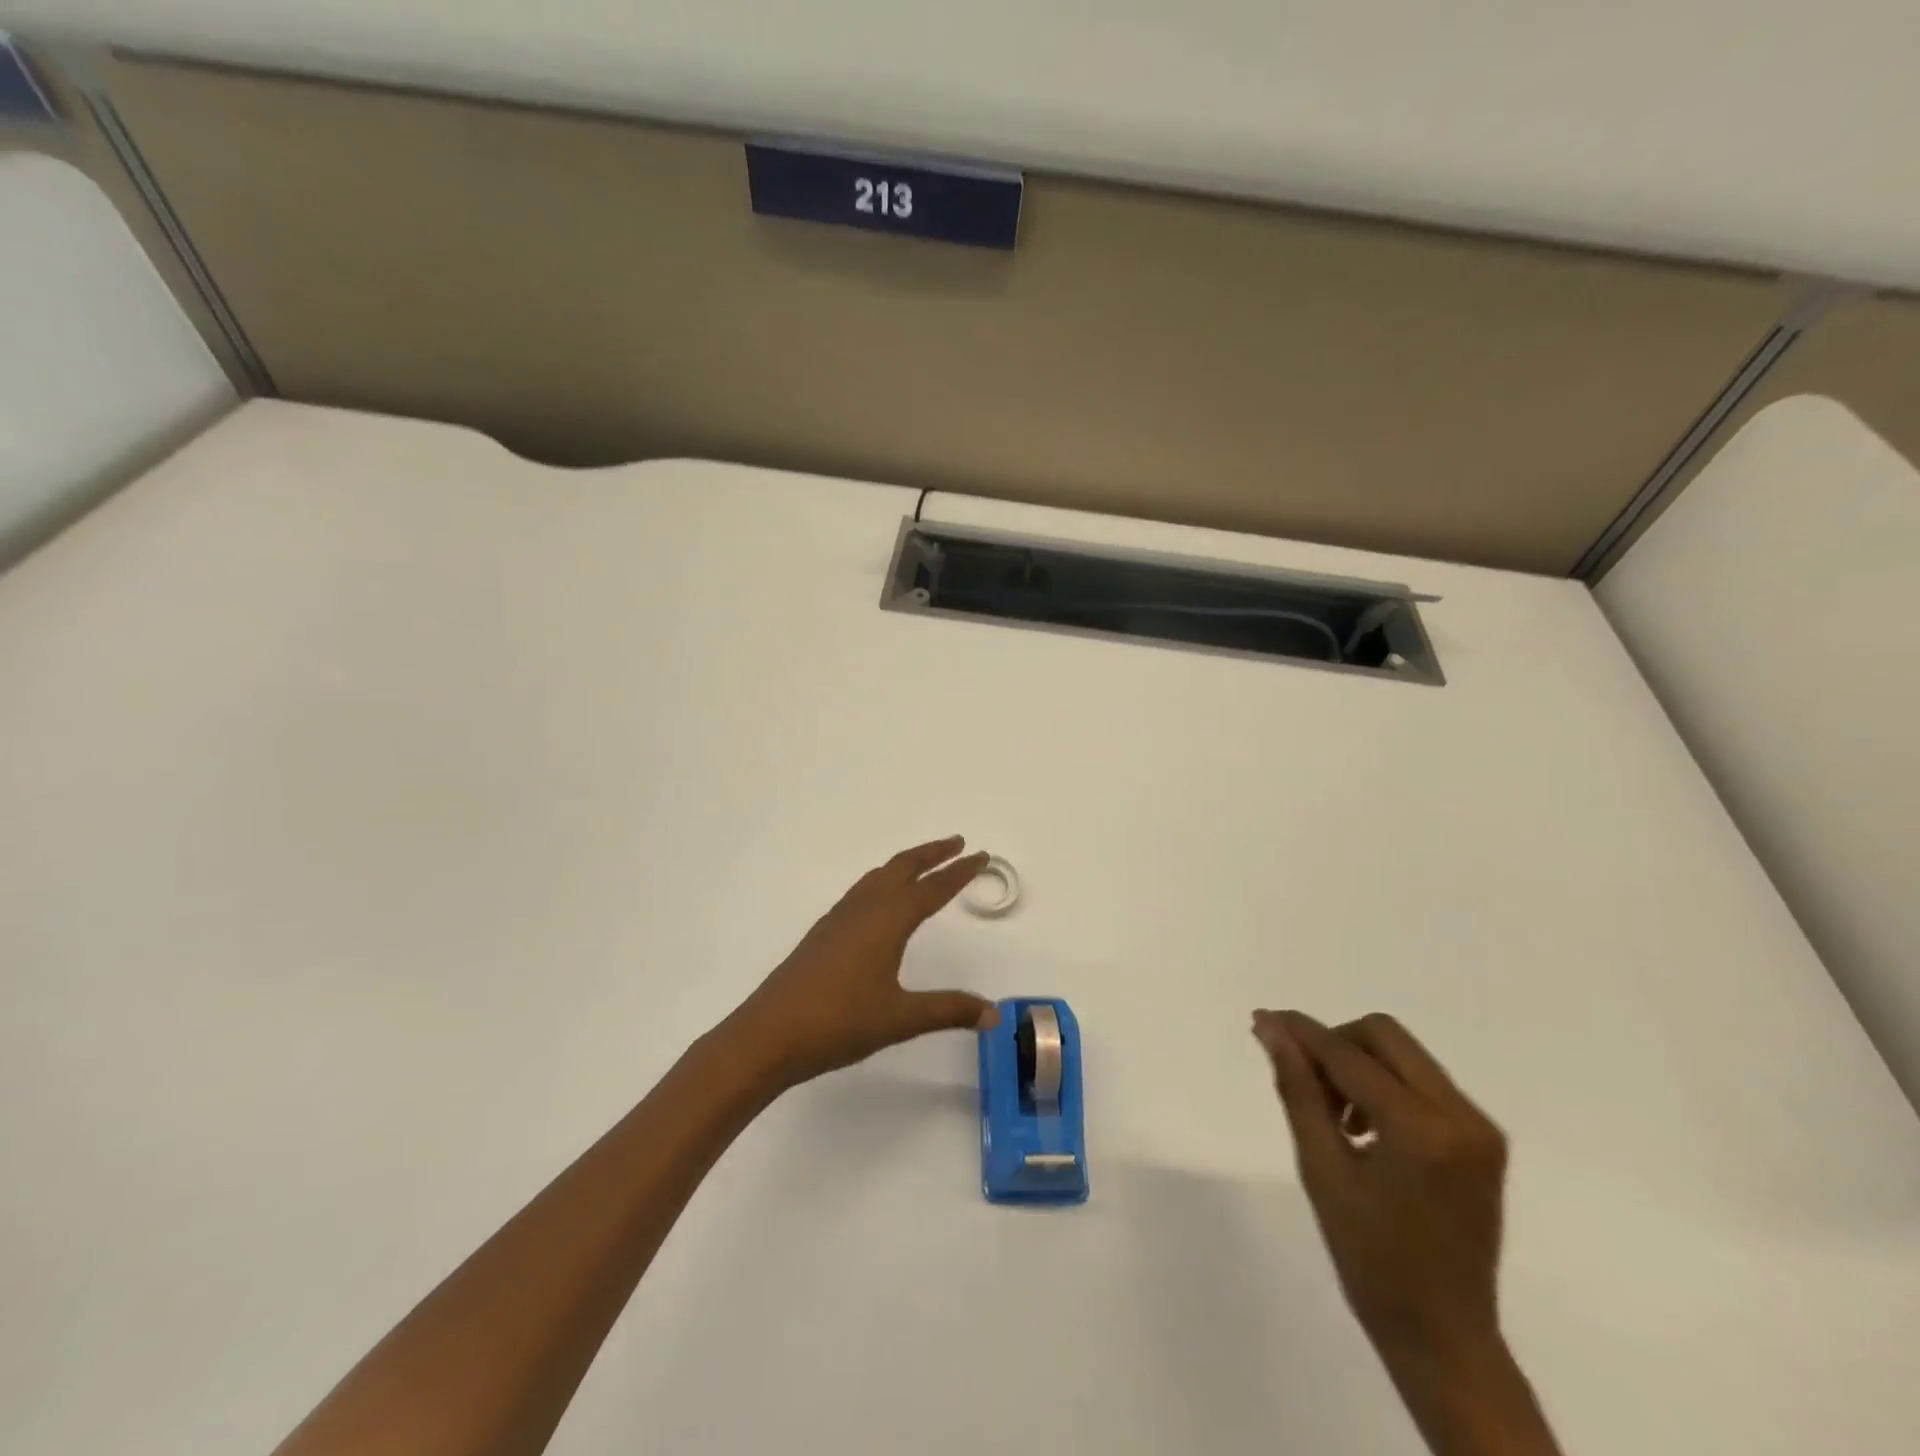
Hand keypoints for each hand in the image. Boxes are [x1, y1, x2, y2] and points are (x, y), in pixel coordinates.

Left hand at [730, 837, 1000, 1087]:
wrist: (769, 1034)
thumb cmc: (839, 1022)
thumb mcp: (901, 1019)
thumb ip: (949, 1011)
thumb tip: (994, 1014)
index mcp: (887, 921)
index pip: (932, 888)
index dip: (959, 872)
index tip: (980, 855)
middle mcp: (864, 909)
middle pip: (902, 868)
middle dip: (932, 853)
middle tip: (958, 843)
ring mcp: (839, 918)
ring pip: (878, 877)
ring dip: (905, 864)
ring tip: (924, 865)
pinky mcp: (823, 933)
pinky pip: (862, 891)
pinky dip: (883, 881)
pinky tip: (880, 902)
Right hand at [1252, 1010, 1507, 1361]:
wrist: (1443, 1335)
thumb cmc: (1370, 1258)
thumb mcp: (1321, 1169)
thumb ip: (1298, 1089)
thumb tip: (1271, 1029)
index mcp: (1421, 1129)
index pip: (1349, 1054)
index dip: (1302, 1033)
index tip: (1262, 1020)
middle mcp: (1460, 1115)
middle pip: (1384, 1035)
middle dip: (1335, 1044)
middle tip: (1307, 1085)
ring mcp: (1479, 1126)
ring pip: (1403, 1055)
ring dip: (1359, 1065)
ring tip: (1334, 1116)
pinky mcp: (1483, 1139)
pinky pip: (1422, 1082)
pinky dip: (1385, 1086)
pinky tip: (1364, 1128)